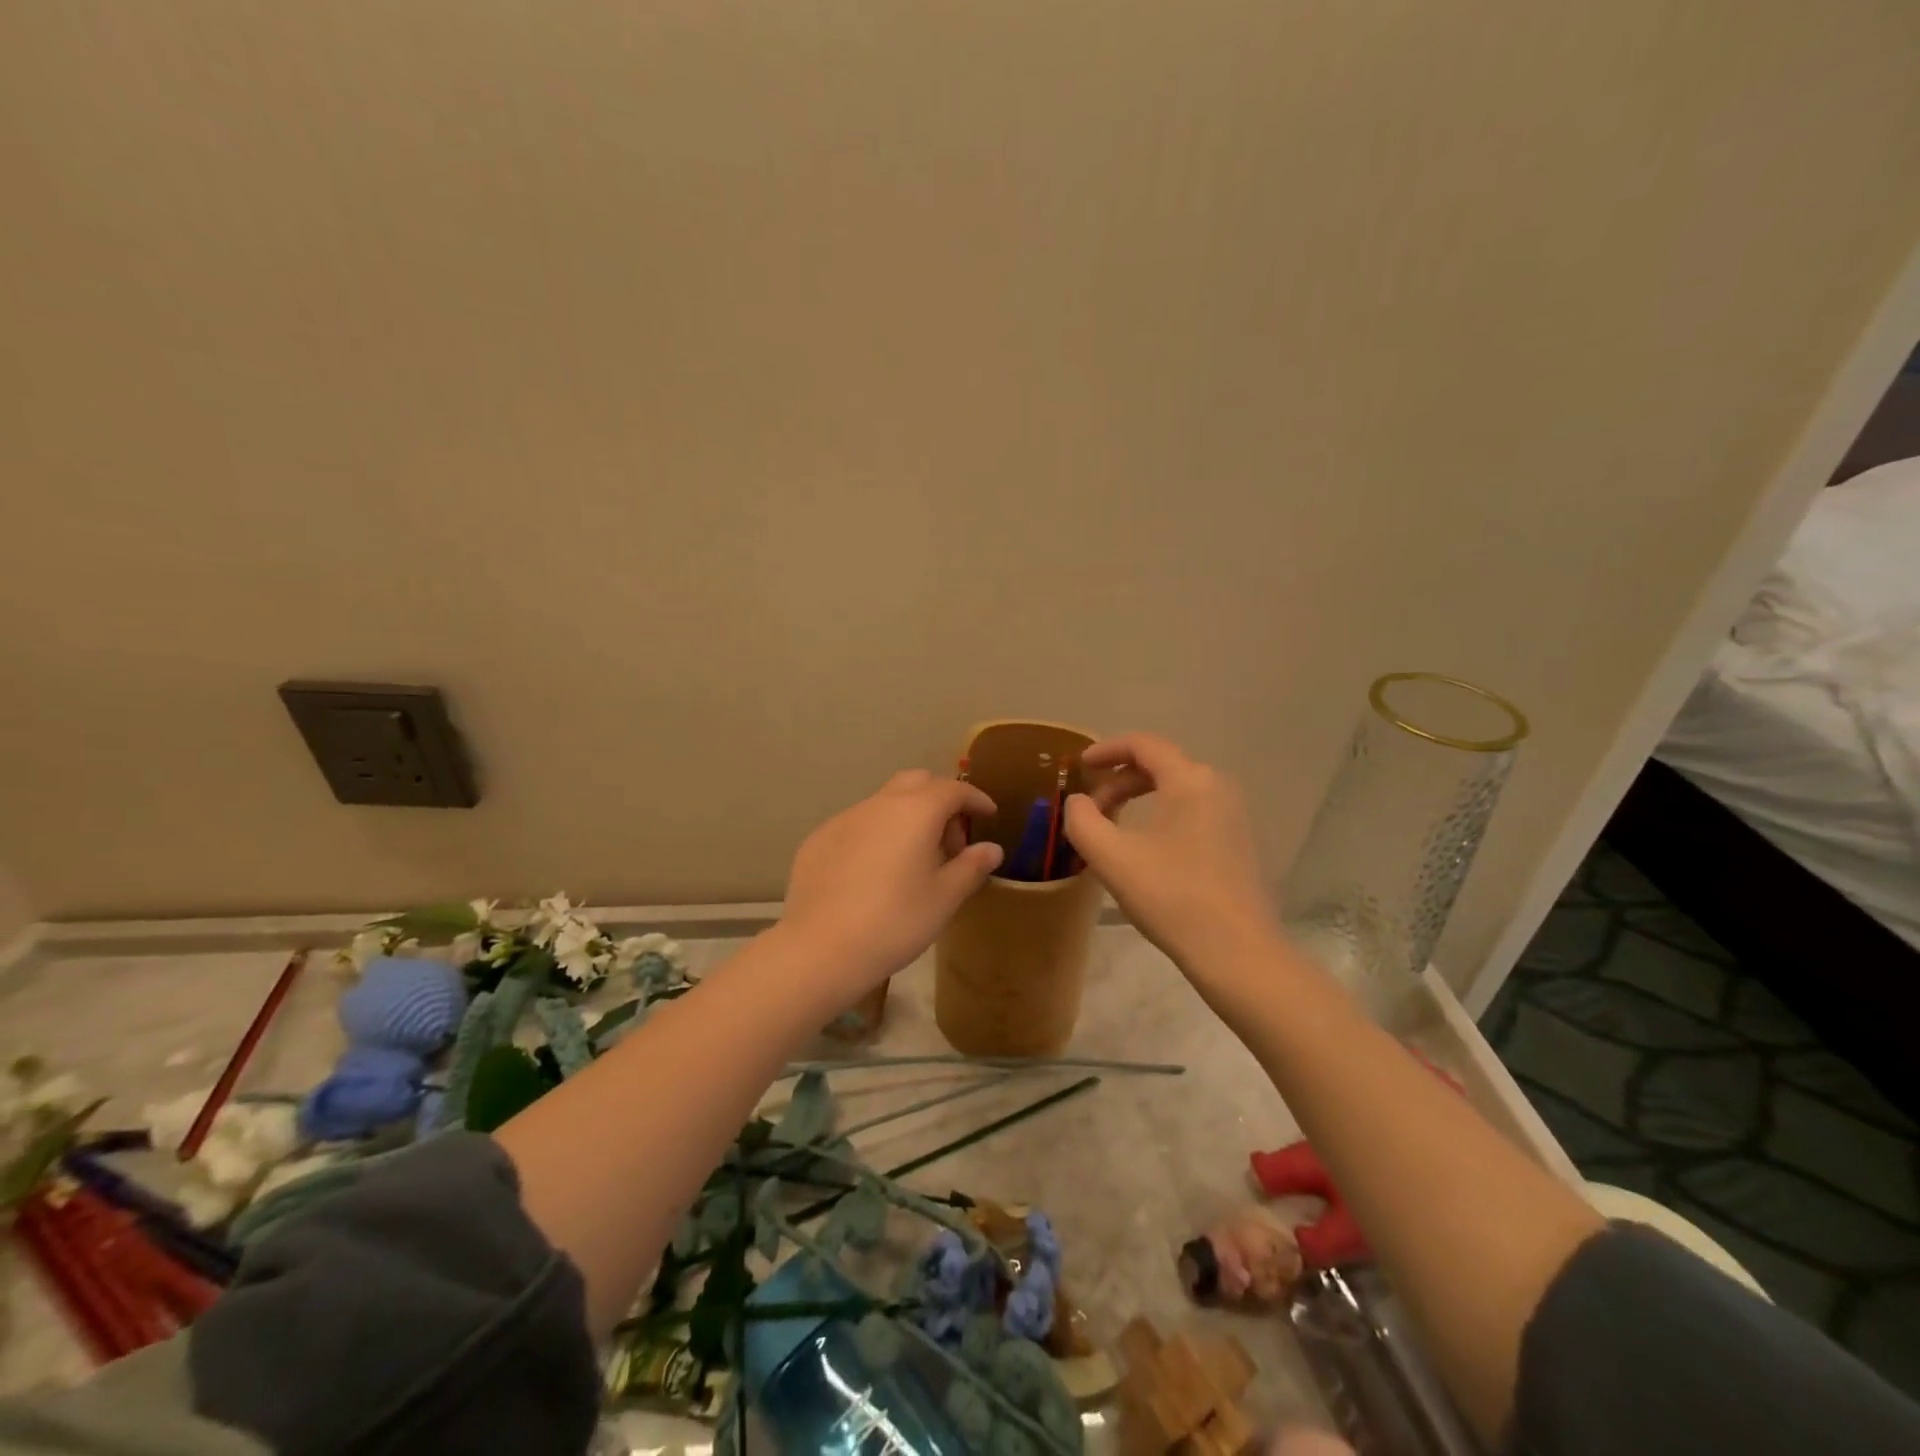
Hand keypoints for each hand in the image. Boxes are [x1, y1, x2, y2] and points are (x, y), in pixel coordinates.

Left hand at [781, 769, 1002, 994]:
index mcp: (916, 811)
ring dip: (906, 818)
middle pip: (916, 782)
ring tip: (913, 859)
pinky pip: (857, 825)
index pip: (953, 789)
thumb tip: (991, 848)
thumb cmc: (895, 921)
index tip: (988, 814)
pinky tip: (874, 873)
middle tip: (951, 839)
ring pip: (884, 803)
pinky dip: (877, 835)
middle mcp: (879, 804)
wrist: (821, 949)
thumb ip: (971, 866)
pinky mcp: (819, 839)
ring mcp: (844, 819)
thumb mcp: (945, 898)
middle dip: (940, 800)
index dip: (975, 798)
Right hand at [1064, 734, 1279, 976]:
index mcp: (1190, 781)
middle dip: (1119, 780)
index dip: (1107, 750)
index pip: (1144, 745)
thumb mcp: (1112, 858)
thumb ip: (1083, 821)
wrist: (1238, 953)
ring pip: (1177, 788)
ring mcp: (1233, 814)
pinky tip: (1145, 846)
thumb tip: (1077, 802)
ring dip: (1139, 797)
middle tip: (1090, 807)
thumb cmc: (1172, 898)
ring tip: (1112, 825)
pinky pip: (1192, 809)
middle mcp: (1217, 786)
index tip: (1079, 766)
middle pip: (1160, 765)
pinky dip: (1161, 813)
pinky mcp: (1238, 841)